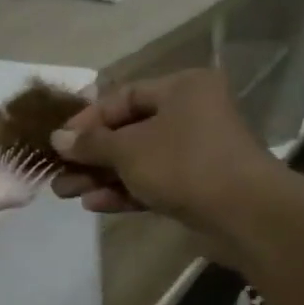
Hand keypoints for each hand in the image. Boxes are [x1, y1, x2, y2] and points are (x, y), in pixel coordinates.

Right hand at [47, 69, 283, 242]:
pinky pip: (151, 182)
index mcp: (181, 89)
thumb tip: (57, 139)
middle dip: (89, 154)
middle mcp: (190, 114)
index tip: (58, 141)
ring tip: (65, 192)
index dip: (86, 119)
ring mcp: (195, 152)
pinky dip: (123, 191)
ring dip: (99, 176)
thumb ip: (89, 143)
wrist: (246, 215)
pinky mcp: (196, 185)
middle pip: (126, 131)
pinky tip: (94, 204)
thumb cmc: (183, 164)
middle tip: (57, 171)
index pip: (122, 97)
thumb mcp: (127, 149)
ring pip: (136, 160)